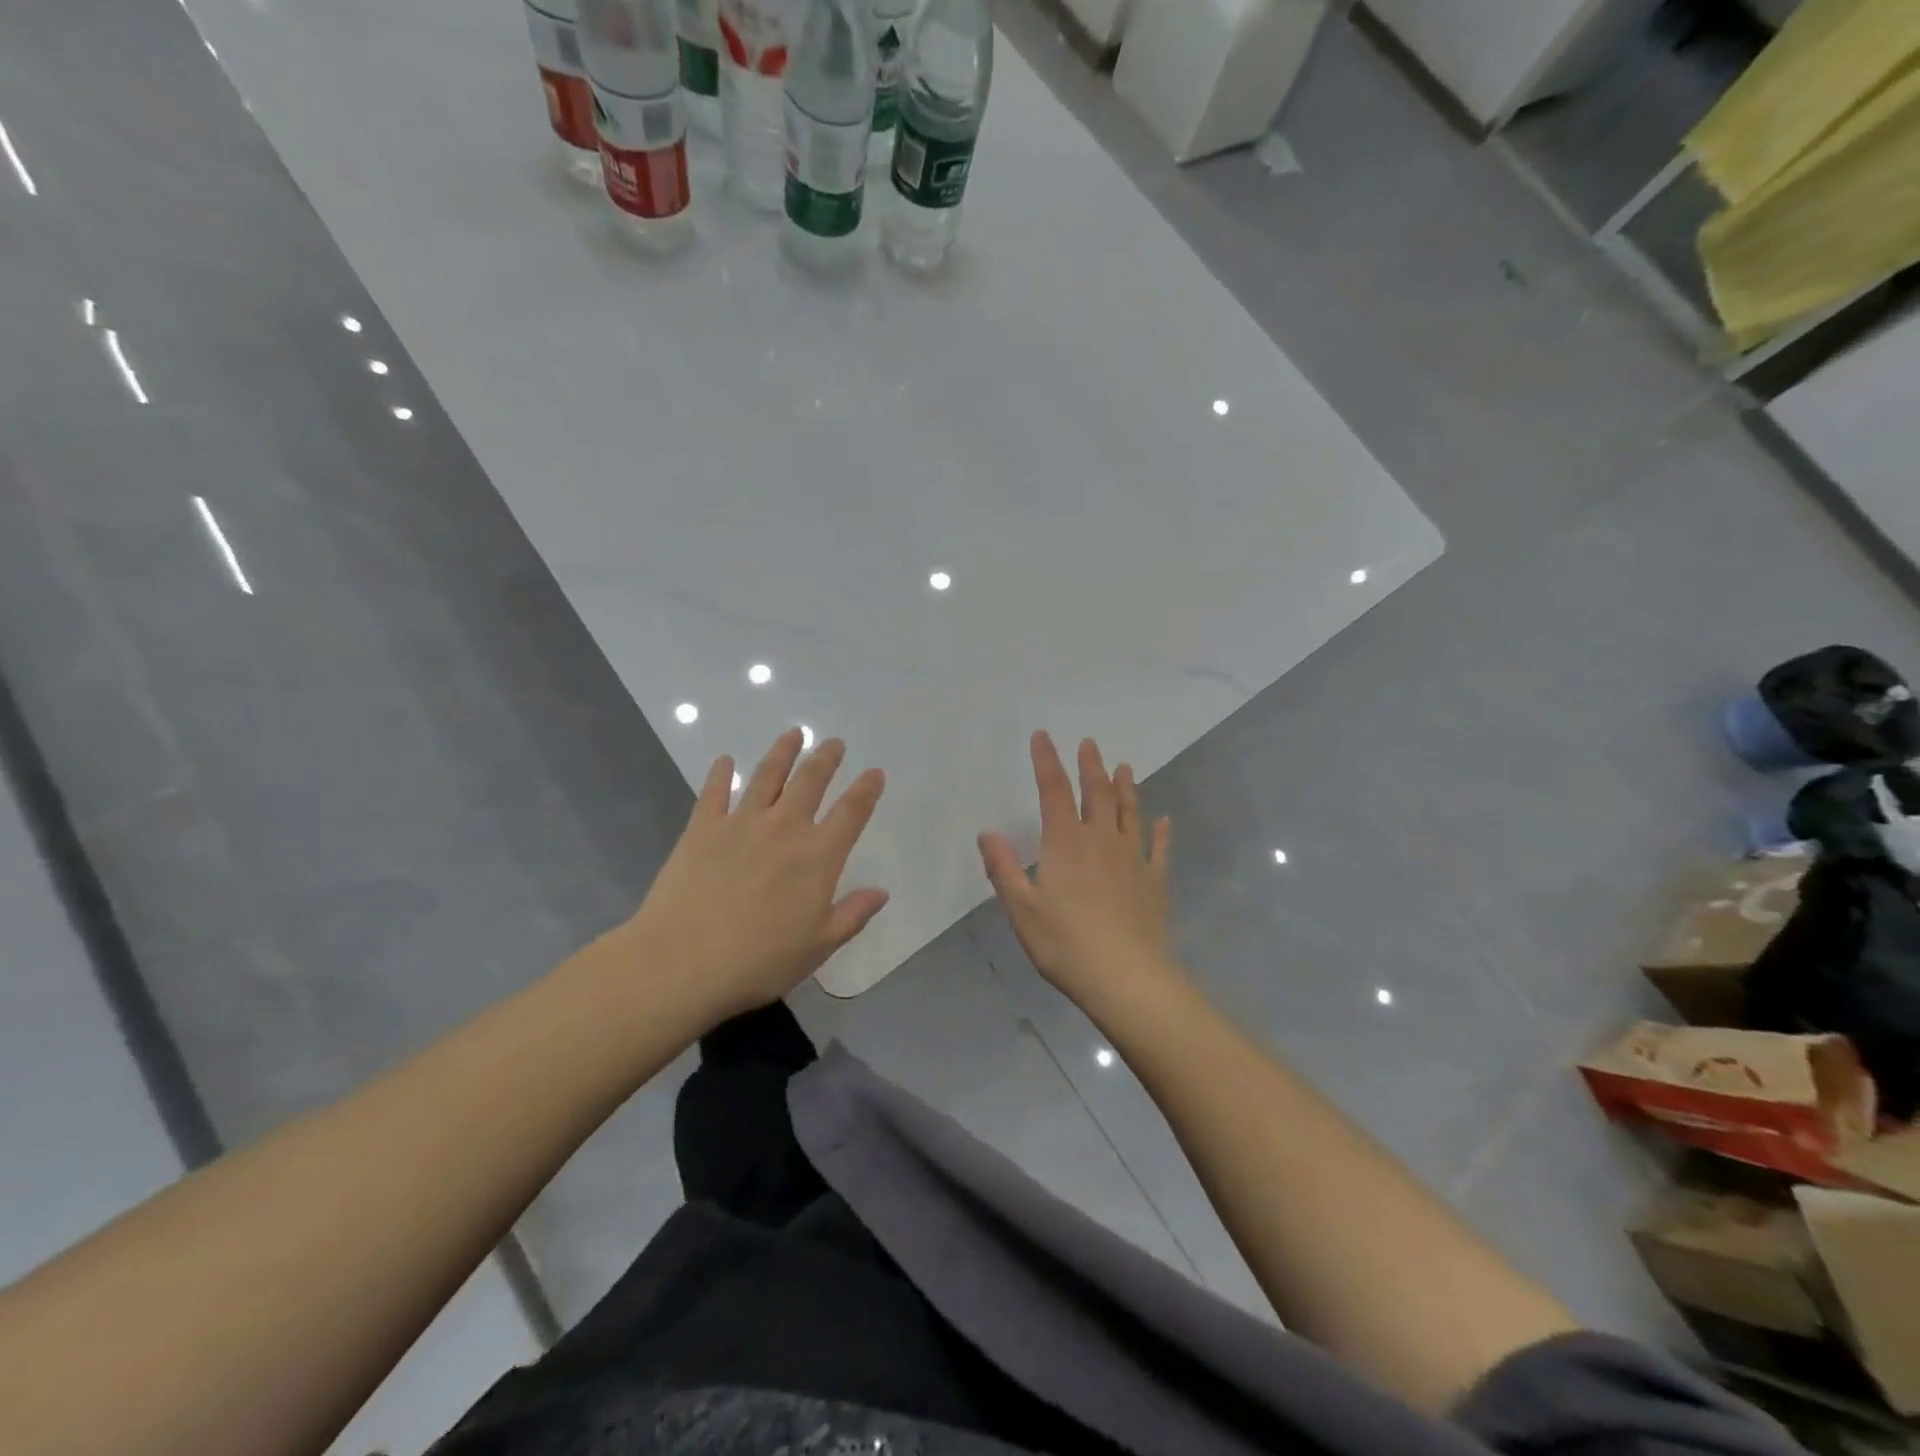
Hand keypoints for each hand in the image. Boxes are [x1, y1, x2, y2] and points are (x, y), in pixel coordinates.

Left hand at [624, 728, 888, 1022]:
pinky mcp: (702, 828)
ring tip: (793, 734)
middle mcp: (784, 828)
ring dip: (783, 752)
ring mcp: (741, 823)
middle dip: (825, 758)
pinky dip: (721, 773)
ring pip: (767, 776)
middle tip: (834, 742)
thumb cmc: (759, 961)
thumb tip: (881, 892)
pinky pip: (714, 792)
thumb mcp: (818, 947)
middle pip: (810, 782)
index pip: (851, 812)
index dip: (866, 790)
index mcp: (818, 856)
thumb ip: (852, 915)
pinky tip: (724, 760)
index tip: (875, 773)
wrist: (682, 962)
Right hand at [979, 732, 1180, 1011]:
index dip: (1047, 761)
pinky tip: (1164, 821)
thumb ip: (1003, 868)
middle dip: (1091, 766)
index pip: (1054, 790)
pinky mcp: (1155, 882)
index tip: (1042, 735)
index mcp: (1065, 842)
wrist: (1126, 978)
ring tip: (1124, 767)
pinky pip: (1159, 849)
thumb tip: (987, 832)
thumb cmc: (1065, 943)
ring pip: (1129, 813)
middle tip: (1090, 743)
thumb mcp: (1021, 909)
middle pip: (1097, 793)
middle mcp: (1101, 841)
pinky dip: (1161, 833)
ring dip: (1126, 788)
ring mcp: (1133, 860)